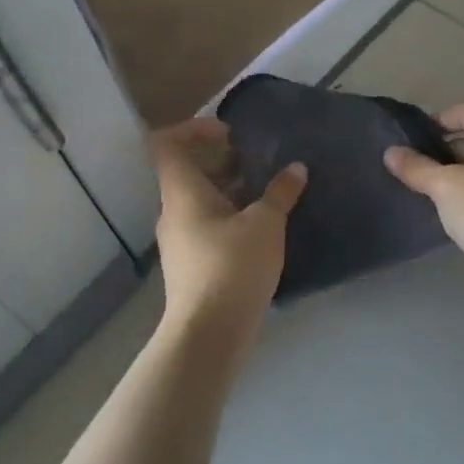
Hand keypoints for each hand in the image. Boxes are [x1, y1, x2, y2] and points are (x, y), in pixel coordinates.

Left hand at [151, 117, 305, 352]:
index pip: (168, 143)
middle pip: (187, 170)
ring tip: (267, 192)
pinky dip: (230, 214)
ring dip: (230, 189)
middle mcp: (173, 211)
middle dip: (222, 160)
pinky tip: (261, 226)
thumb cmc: (232, 266)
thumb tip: (295, 168)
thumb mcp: (265, 224)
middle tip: (258, 162)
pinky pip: (206, 224)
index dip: (195, 129)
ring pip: (200, 199)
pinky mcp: (191, 263)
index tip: (231, 134)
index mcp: (182, 191)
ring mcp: (179, 239)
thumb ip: (280, 192)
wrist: (208, 335)